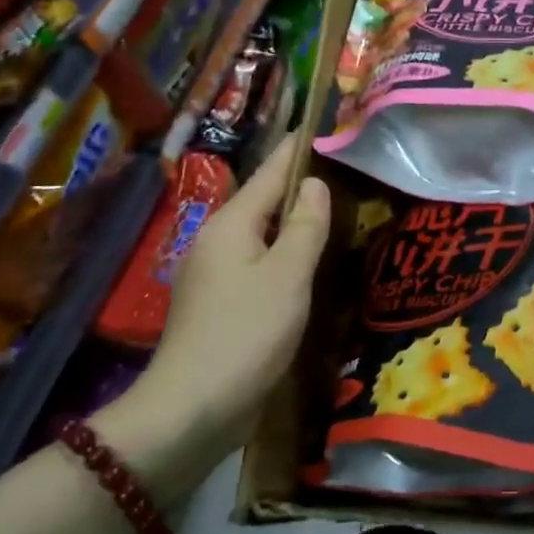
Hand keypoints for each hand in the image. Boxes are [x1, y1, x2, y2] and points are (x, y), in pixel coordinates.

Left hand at [148, 136, 330, 451]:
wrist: (191, 409)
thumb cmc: (246, 334)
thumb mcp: (287, 275)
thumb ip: (304, 226)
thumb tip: (313, 183)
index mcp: (232, 224)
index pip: (271, 172)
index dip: (298, 149)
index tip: (321, 124)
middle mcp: (217, 241)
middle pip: (263, 201)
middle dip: (297, 184)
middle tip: (341, 170)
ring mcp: (213, 275)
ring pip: (260, 235)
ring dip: (291, 222)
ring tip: (330, 212)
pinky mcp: (218, 306)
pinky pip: (257, 264)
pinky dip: (282, 255)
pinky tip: (304, 265)